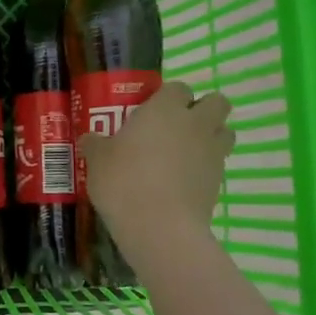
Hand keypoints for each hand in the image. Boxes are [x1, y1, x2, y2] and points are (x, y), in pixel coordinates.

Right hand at [78, 82, 232, 243]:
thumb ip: (96, 145)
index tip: (152, 110)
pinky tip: (184, 182)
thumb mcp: (97, 161)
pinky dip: (207, 167)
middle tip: (178, 126)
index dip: (168, 96)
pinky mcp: (220, 181)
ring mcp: (212, 152)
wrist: (160, 227)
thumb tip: (90, 139)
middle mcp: (194, 123)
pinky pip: (218, 164)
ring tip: (186, 153)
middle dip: (203, 109)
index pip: (178, 87)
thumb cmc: (124, 182)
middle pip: (216, 102)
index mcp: (165, 109)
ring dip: (211, 136)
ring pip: (225, 132)